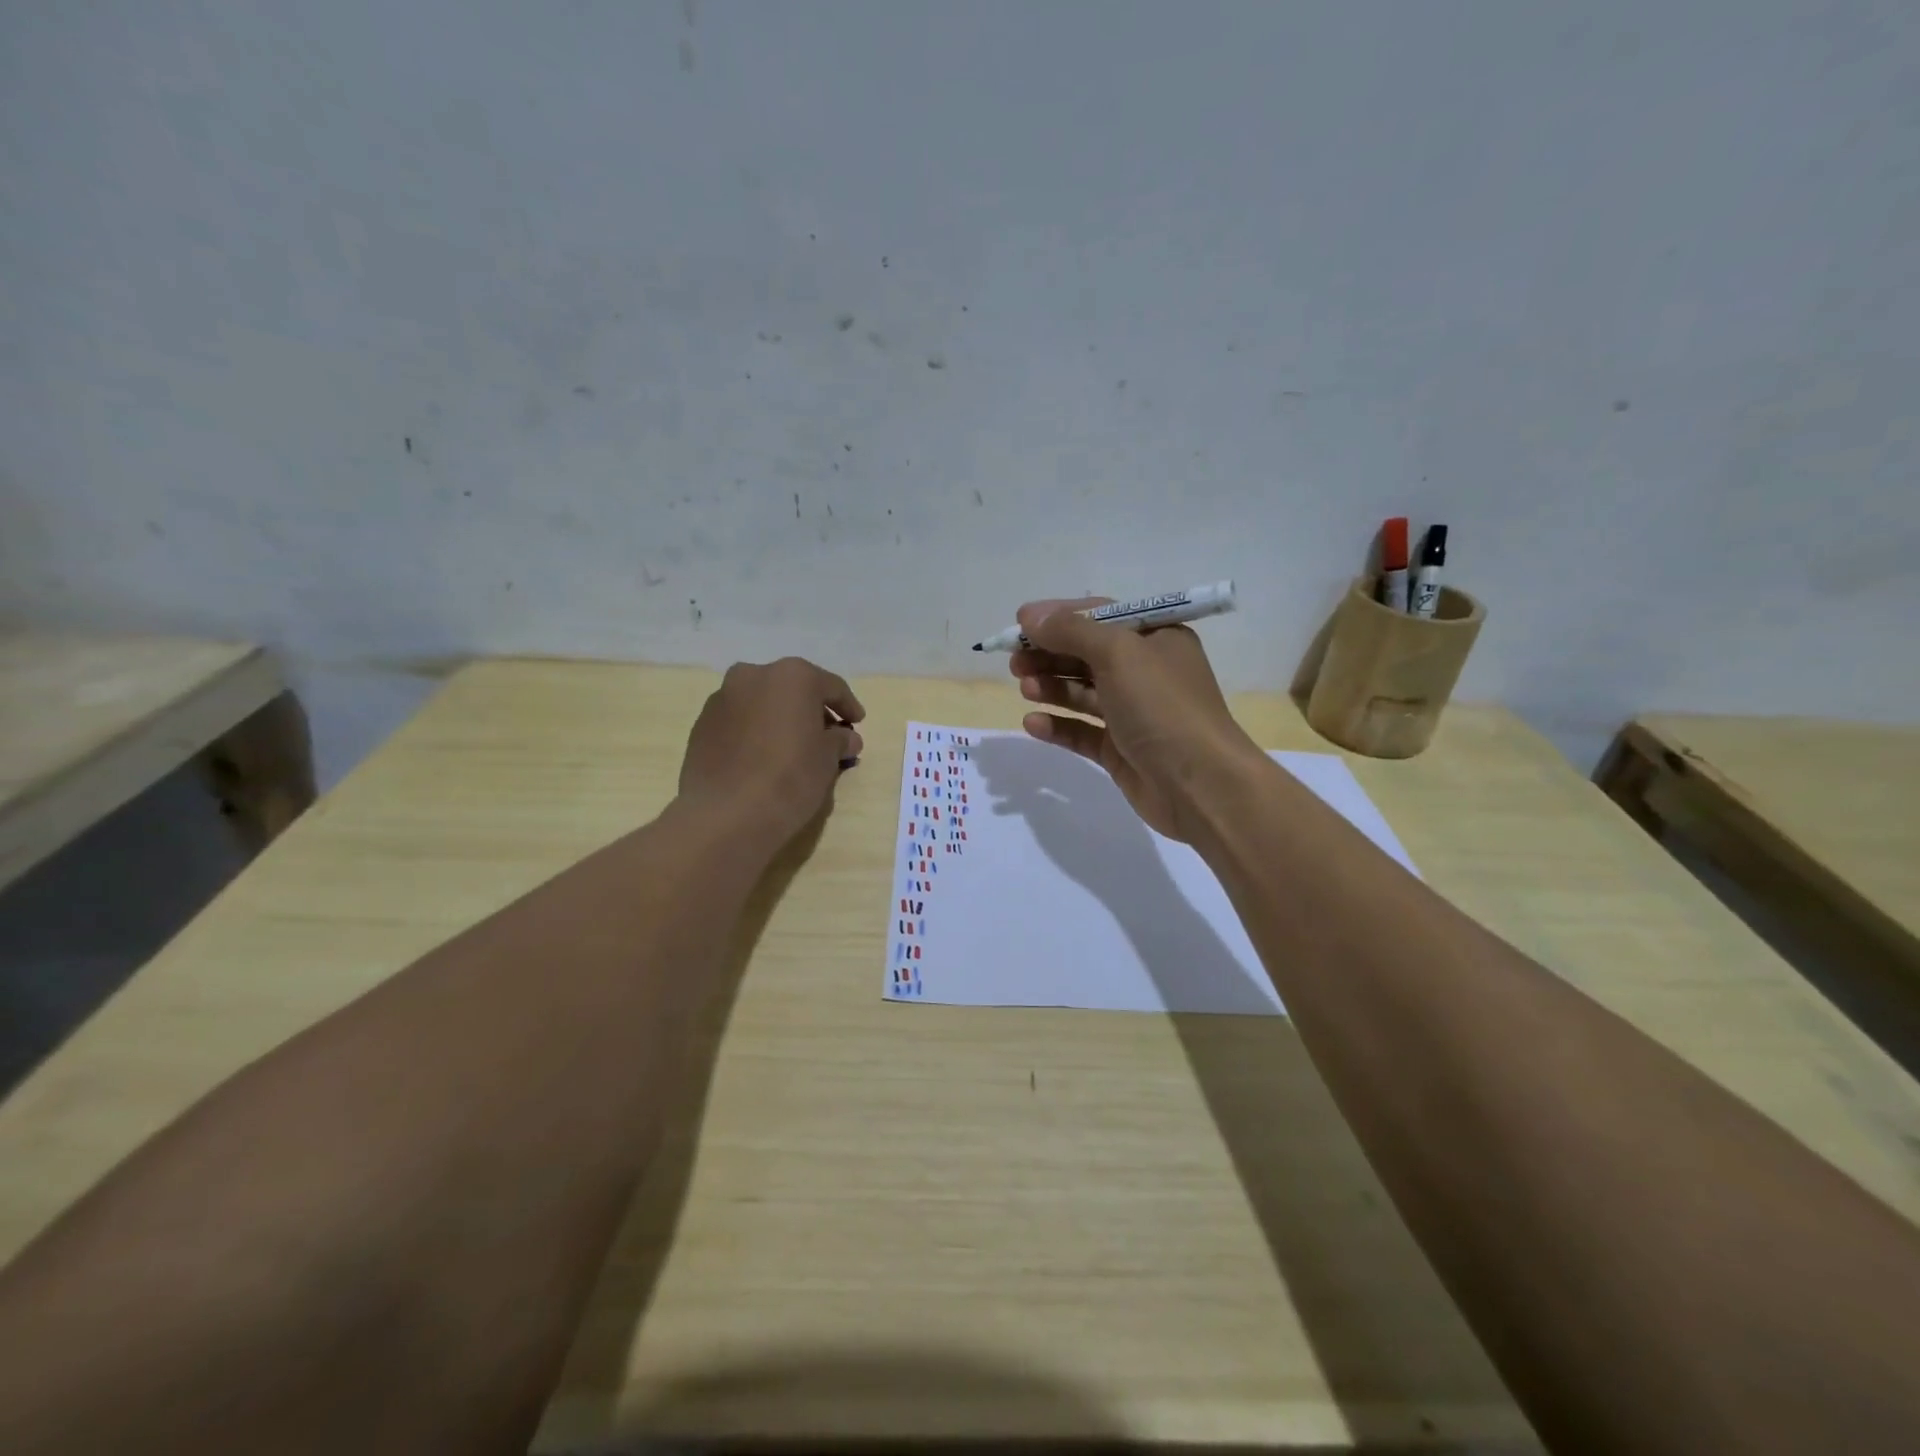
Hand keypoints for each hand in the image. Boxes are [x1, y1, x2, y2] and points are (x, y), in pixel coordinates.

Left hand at [679, 658, 864, 842]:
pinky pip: (739, 721)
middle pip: (792, 689)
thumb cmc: (790, 777)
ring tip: (793, 748)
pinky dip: (755, 731)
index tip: (857, 724)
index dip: (848, 706)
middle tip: (826, 736)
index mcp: (792, 676)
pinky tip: (763, 758)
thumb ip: (839, 741)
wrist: (726, 813)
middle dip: (811, 710)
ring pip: (762, 702)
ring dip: (780, 719)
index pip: (831, 686)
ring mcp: (722, 698)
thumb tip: (846, 738)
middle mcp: (753, 675)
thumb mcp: (828, 759)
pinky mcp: (702, 724)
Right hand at [1009, 598, 1262, 840]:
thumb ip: (1072, 631)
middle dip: (1049, 654)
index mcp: (1156, 638)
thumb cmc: (1162, 706)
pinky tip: (1032, 723)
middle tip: (1014, 661)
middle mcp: (1146, 671)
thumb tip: (1031, 616)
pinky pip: (1082, 731)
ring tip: (1024, 688)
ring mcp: (1133, 713)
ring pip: (1082, 693)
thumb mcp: (1119, 654)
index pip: (1100, 616)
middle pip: (1087, 654)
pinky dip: (1058, 725)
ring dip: (1051, 686)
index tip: (1019, 623)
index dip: (1058, 617)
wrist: (1200, 784)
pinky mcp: (1121, 749)